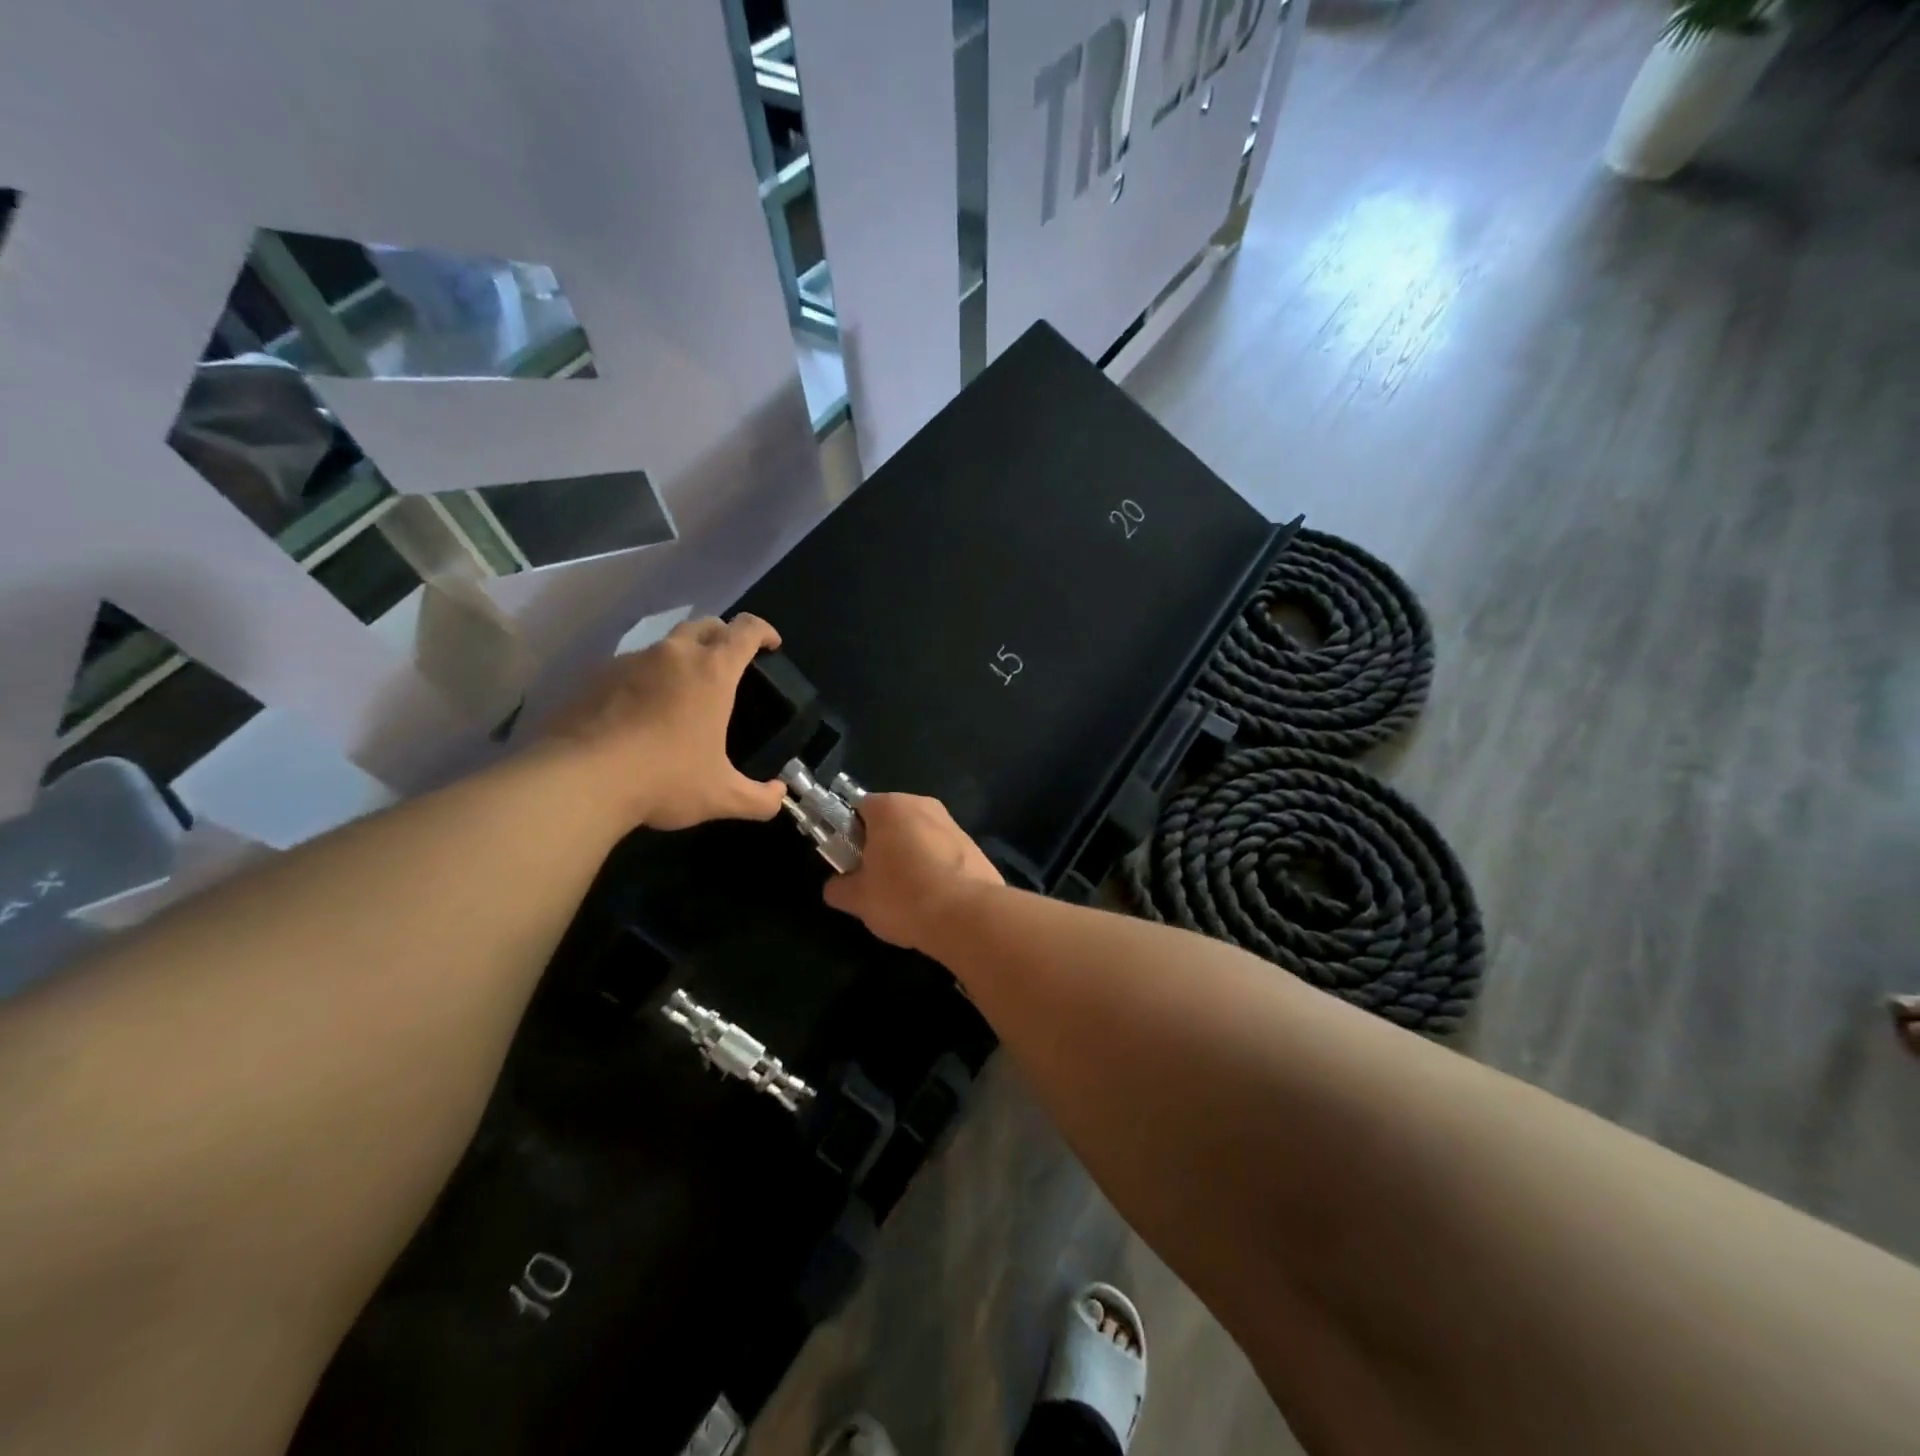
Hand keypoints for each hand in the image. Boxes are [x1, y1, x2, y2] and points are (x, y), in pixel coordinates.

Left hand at [542, 614, 787, 830]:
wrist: (580, 780)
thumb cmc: (665, 779)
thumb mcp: (722, 797)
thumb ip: (759, 799)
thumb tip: (780, 797)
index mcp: (712, 672)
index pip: (745, 630)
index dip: (763, 631)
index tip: (771, 644)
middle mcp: (673, 655)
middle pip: (705, 625)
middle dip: (723, 635)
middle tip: (730, 662)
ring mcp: (629, 662)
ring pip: (665, 644)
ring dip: (682, 657)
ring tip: (684, 691)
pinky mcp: (595, 677)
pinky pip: (630, 668)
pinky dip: (646, 679)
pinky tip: (641, 712)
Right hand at [822, 794, 1003, 951]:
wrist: (967, 915)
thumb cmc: (903, 896)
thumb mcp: (858, 899)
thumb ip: (840, 888)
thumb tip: (836, 887)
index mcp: (891, 807)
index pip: (860, 808)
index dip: (850, 834)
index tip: (850, 862)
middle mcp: (924, 805)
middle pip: (893, 821)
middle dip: (882, 846)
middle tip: (875, 881)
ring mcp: (954, 825)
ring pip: (921, 838)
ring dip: (911, 859)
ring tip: (907, 897)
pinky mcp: (976, 847)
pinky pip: (944, 854)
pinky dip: (936, 870)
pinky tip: (934, 900)